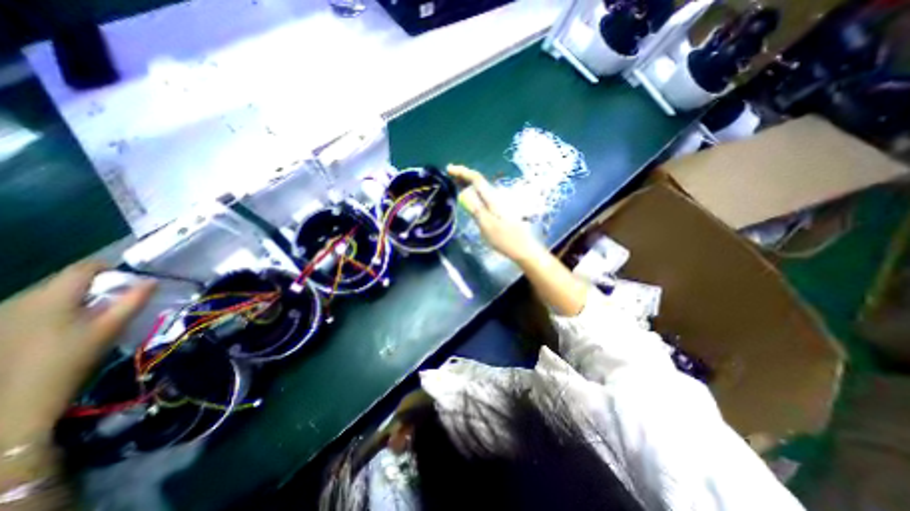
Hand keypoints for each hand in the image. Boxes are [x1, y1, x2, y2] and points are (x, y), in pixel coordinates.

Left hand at [0, 261, 153, 445]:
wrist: (16, 400)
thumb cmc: (72, 359)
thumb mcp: (110, 328)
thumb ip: (134, 301)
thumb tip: (153, 281)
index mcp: (53, 296)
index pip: (84, 268)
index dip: (109, 267)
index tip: (129, 277)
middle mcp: (22, 298)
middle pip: (65, 280)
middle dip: (93, 285)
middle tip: (117, 298)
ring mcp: (5, 313)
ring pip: (49, 294)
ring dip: (75, 298)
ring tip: (94, 313)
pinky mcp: (0, 327)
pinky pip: (34, 307)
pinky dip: (56, 309)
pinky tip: (65, 327)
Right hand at [447, 163, 538, 263]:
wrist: (523, 248)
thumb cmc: (505, 239)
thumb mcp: (487, 225)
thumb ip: (475, 209)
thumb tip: (463, 193)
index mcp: (492, 199)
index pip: (476, 179)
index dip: (462, 172)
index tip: (449, 169)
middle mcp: (496, 197)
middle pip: (478, 181)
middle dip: (464, 175)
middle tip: (449, 174)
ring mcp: (498, 203)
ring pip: (481, 188)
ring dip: (468, 183)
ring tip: (455, 182)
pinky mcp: (499, 210)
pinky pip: (483, 196)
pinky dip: (473, 192)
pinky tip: (468, 196)